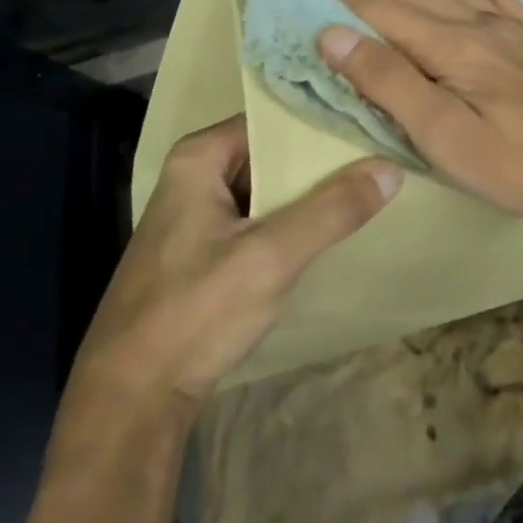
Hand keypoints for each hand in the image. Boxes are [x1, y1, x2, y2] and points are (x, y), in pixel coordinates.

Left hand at [71, 115, 399, 415]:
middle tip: (382, 151)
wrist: (130, 403)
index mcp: (200, 156)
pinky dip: (295, 219)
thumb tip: (391, 167)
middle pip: (274, 151)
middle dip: (323, 157)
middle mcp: (197, 174)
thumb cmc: (194, 314)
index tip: (373, 120)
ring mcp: (200, 214)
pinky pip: (261, 216)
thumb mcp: (271, 256)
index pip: (275, 118)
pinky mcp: (206, 250)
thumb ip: (332, 209)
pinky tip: (335, 225)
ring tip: (372, 181)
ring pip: (270, 186)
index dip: (323, 121)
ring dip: (313, 190)